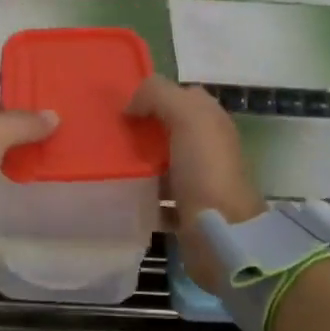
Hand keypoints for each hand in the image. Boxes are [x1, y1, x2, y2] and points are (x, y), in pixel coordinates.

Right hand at [125, 75, 265, 294]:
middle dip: (143, 129)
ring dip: (140, 162)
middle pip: (170, 129)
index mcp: (212, 122)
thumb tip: (132, 106)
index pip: (184, 96)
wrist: (221, 234)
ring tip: (108, 162)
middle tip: (109, 134)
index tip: (124, 106)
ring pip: (163, 162)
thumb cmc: (206, 170)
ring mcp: (199, 181)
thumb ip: (159, 95)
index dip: (157, 96)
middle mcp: (208, 148)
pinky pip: (159, 197)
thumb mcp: (187, 116)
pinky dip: (142, 195)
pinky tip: (121, 193)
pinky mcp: (187, 212)